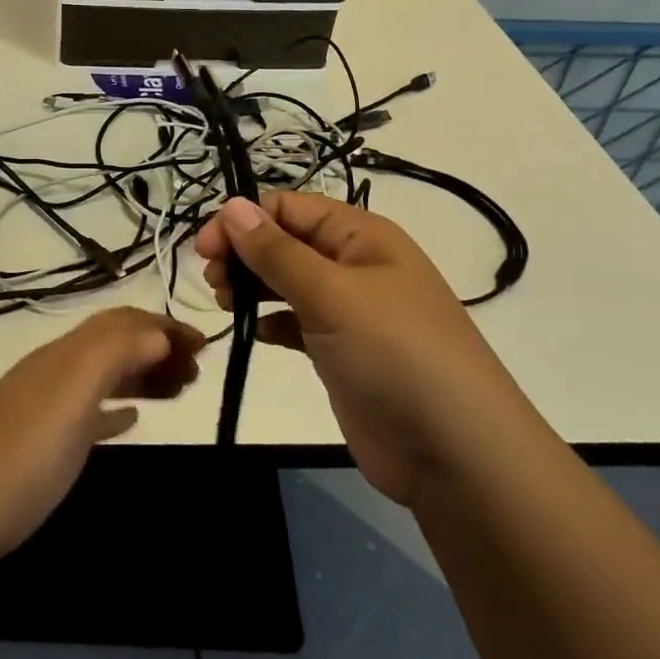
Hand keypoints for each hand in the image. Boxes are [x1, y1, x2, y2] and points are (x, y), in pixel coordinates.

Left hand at [0, 307, 206, 595]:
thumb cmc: (16, 457)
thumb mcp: (70, 396)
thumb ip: (112, 354)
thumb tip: (156, 331)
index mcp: (64, 357)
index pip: (122, 323)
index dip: (165, 327)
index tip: (206, 348)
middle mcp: (54, 374)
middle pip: (113, 345)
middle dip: (157, 349)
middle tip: (197, 375)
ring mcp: (42, 412)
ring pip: (103, 377)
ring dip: (141, 375)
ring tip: (177, 392)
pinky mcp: (36, 450)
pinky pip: (87, 415)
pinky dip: (115, 410)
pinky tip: (130, 421)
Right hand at [195, 193, 530, 505]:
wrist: (454, 452)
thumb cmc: (394, 353)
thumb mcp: (331, 294)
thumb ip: (277, 251)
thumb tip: (232, 206)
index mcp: (361, 236)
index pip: (290, 208)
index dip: (245, 220)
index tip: (204, 249)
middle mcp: (355, 265)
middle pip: (286, 242)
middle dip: (245, 253)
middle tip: (214, 282)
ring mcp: (349, 311)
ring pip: (287, 282)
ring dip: (253, 286)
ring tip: (226, 304)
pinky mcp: (341, 352)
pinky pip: (296, 322)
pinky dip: (272, 322)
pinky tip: (256, 333)